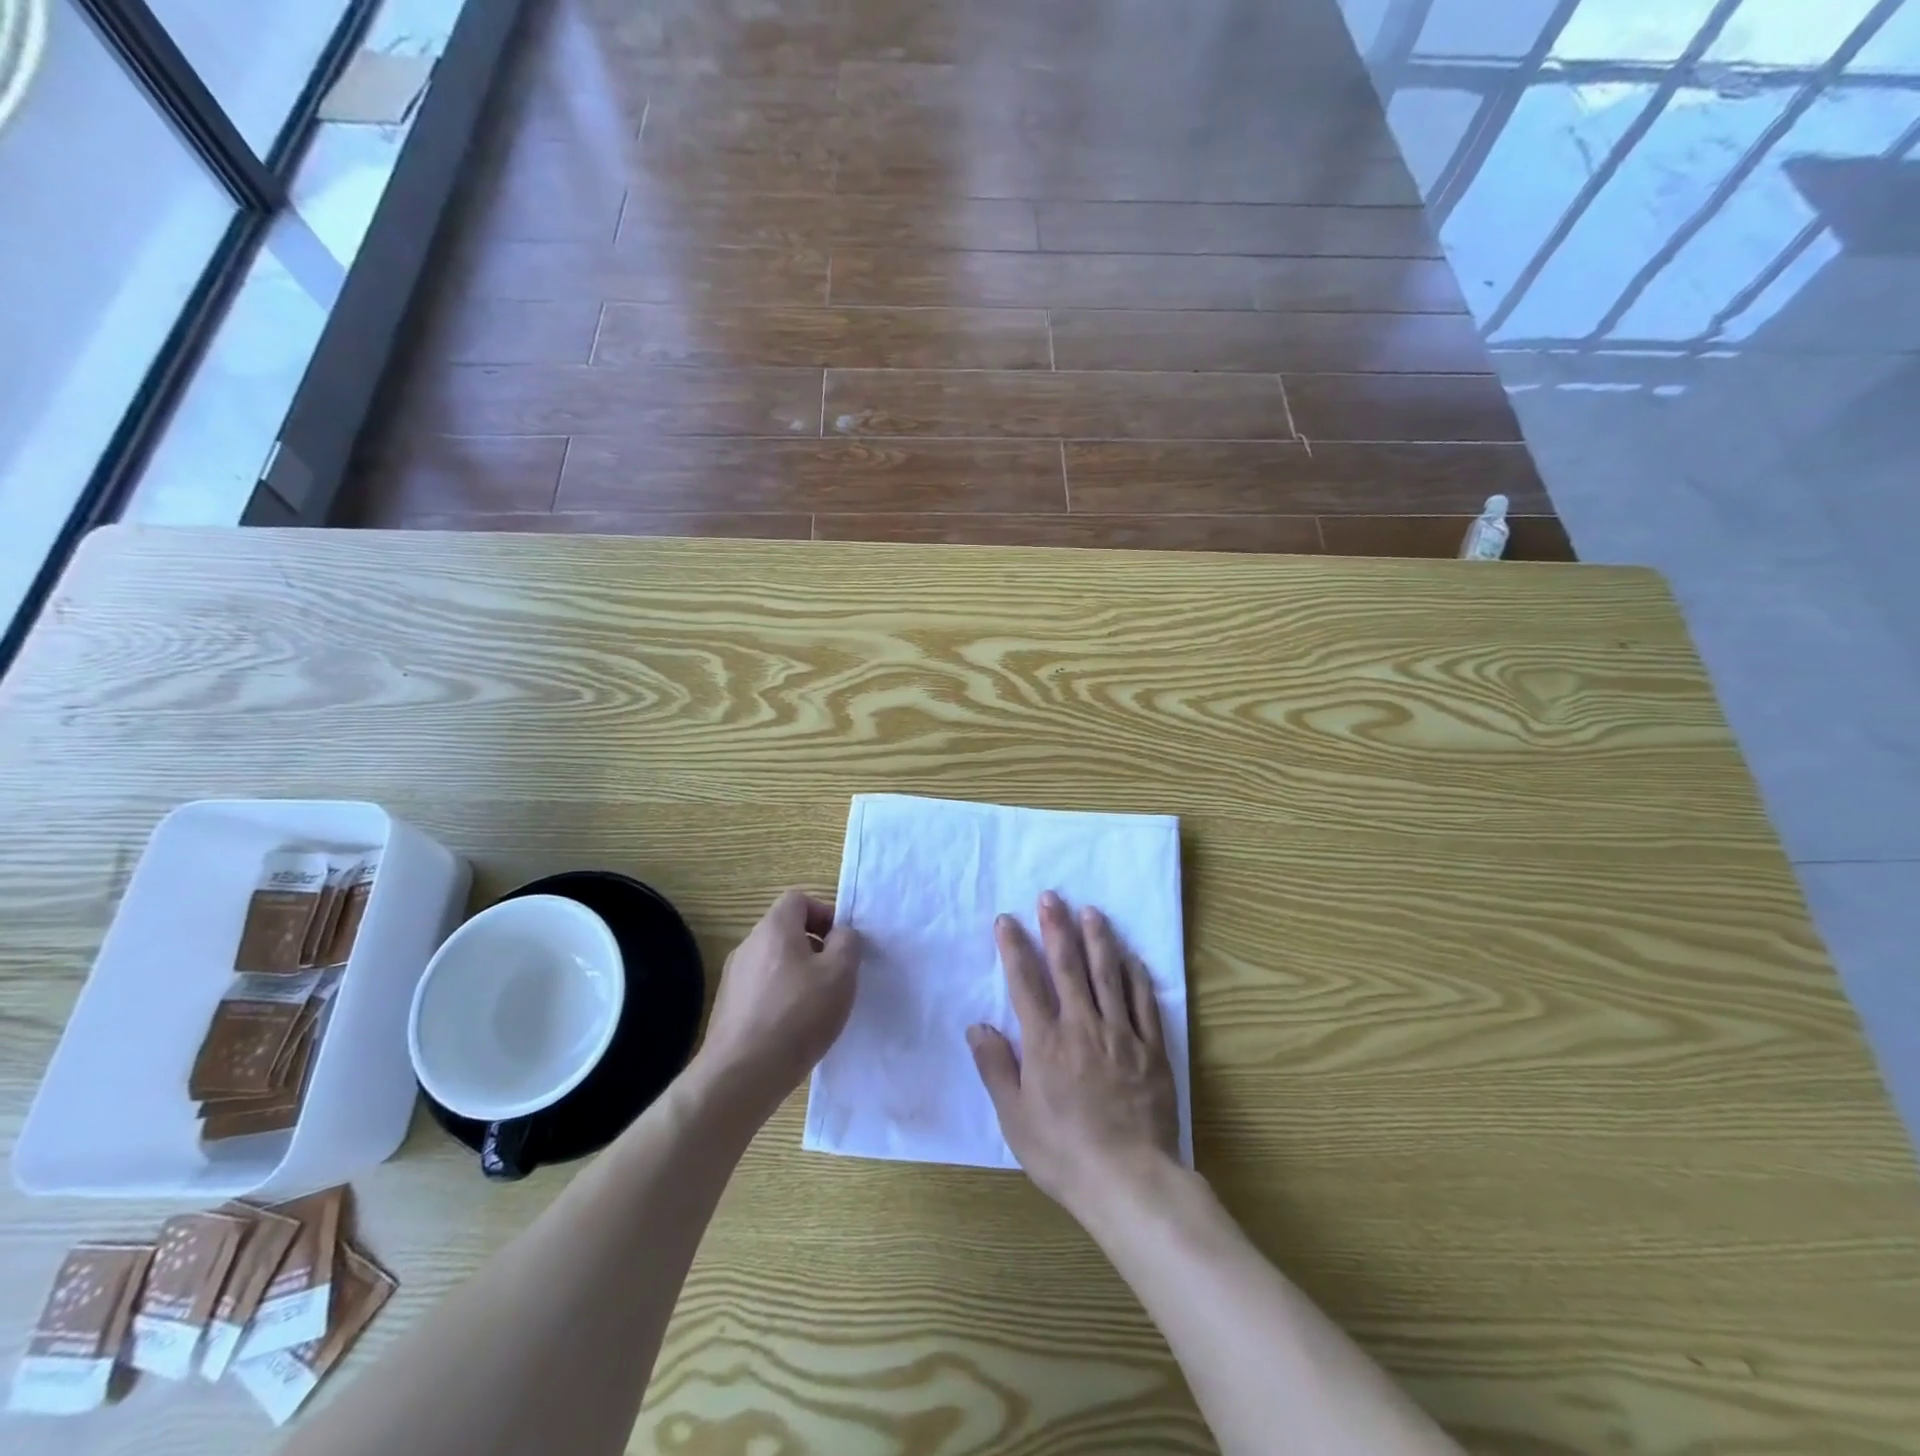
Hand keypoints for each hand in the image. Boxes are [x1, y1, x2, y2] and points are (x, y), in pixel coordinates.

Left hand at [696, 889, 860, 1113]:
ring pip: (774, 961)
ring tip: (815, 1007)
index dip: (824, 914)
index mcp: (774, 928)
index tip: (840, 944)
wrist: (741, 1075)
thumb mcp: (840, 973)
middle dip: (814, 947)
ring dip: (797, 974)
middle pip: (786, 930)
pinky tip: (792, 1029)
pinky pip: (761, 989)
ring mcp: (733, 977)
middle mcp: (748, 945)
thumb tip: (840, 935)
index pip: (798, 899)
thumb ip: (847, 943)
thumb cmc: (797, 1015)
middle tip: (834, 977)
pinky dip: (779, 998)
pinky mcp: (727, 1007)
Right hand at [968, 892, 1179, 1218]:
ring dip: (1098, 940)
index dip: (1014, 947)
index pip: (1025, 982)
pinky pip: (1144, 1003)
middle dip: (1057, 928)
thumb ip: (996, 1068)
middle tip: (1051, 897)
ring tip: (1091, 911)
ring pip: (1108, 975)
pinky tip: (1132, 957)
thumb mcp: (1015, 1118)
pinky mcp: (1151, 1049)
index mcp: (1045, 1043)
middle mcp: (1082, 1027)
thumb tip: (978, 1026)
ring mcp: (1121, 1035)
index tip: (1007, 920)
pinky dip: (1137, 977)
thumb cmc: (1063, 1153)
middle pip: (1068, 967)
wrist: (1129, 1182)